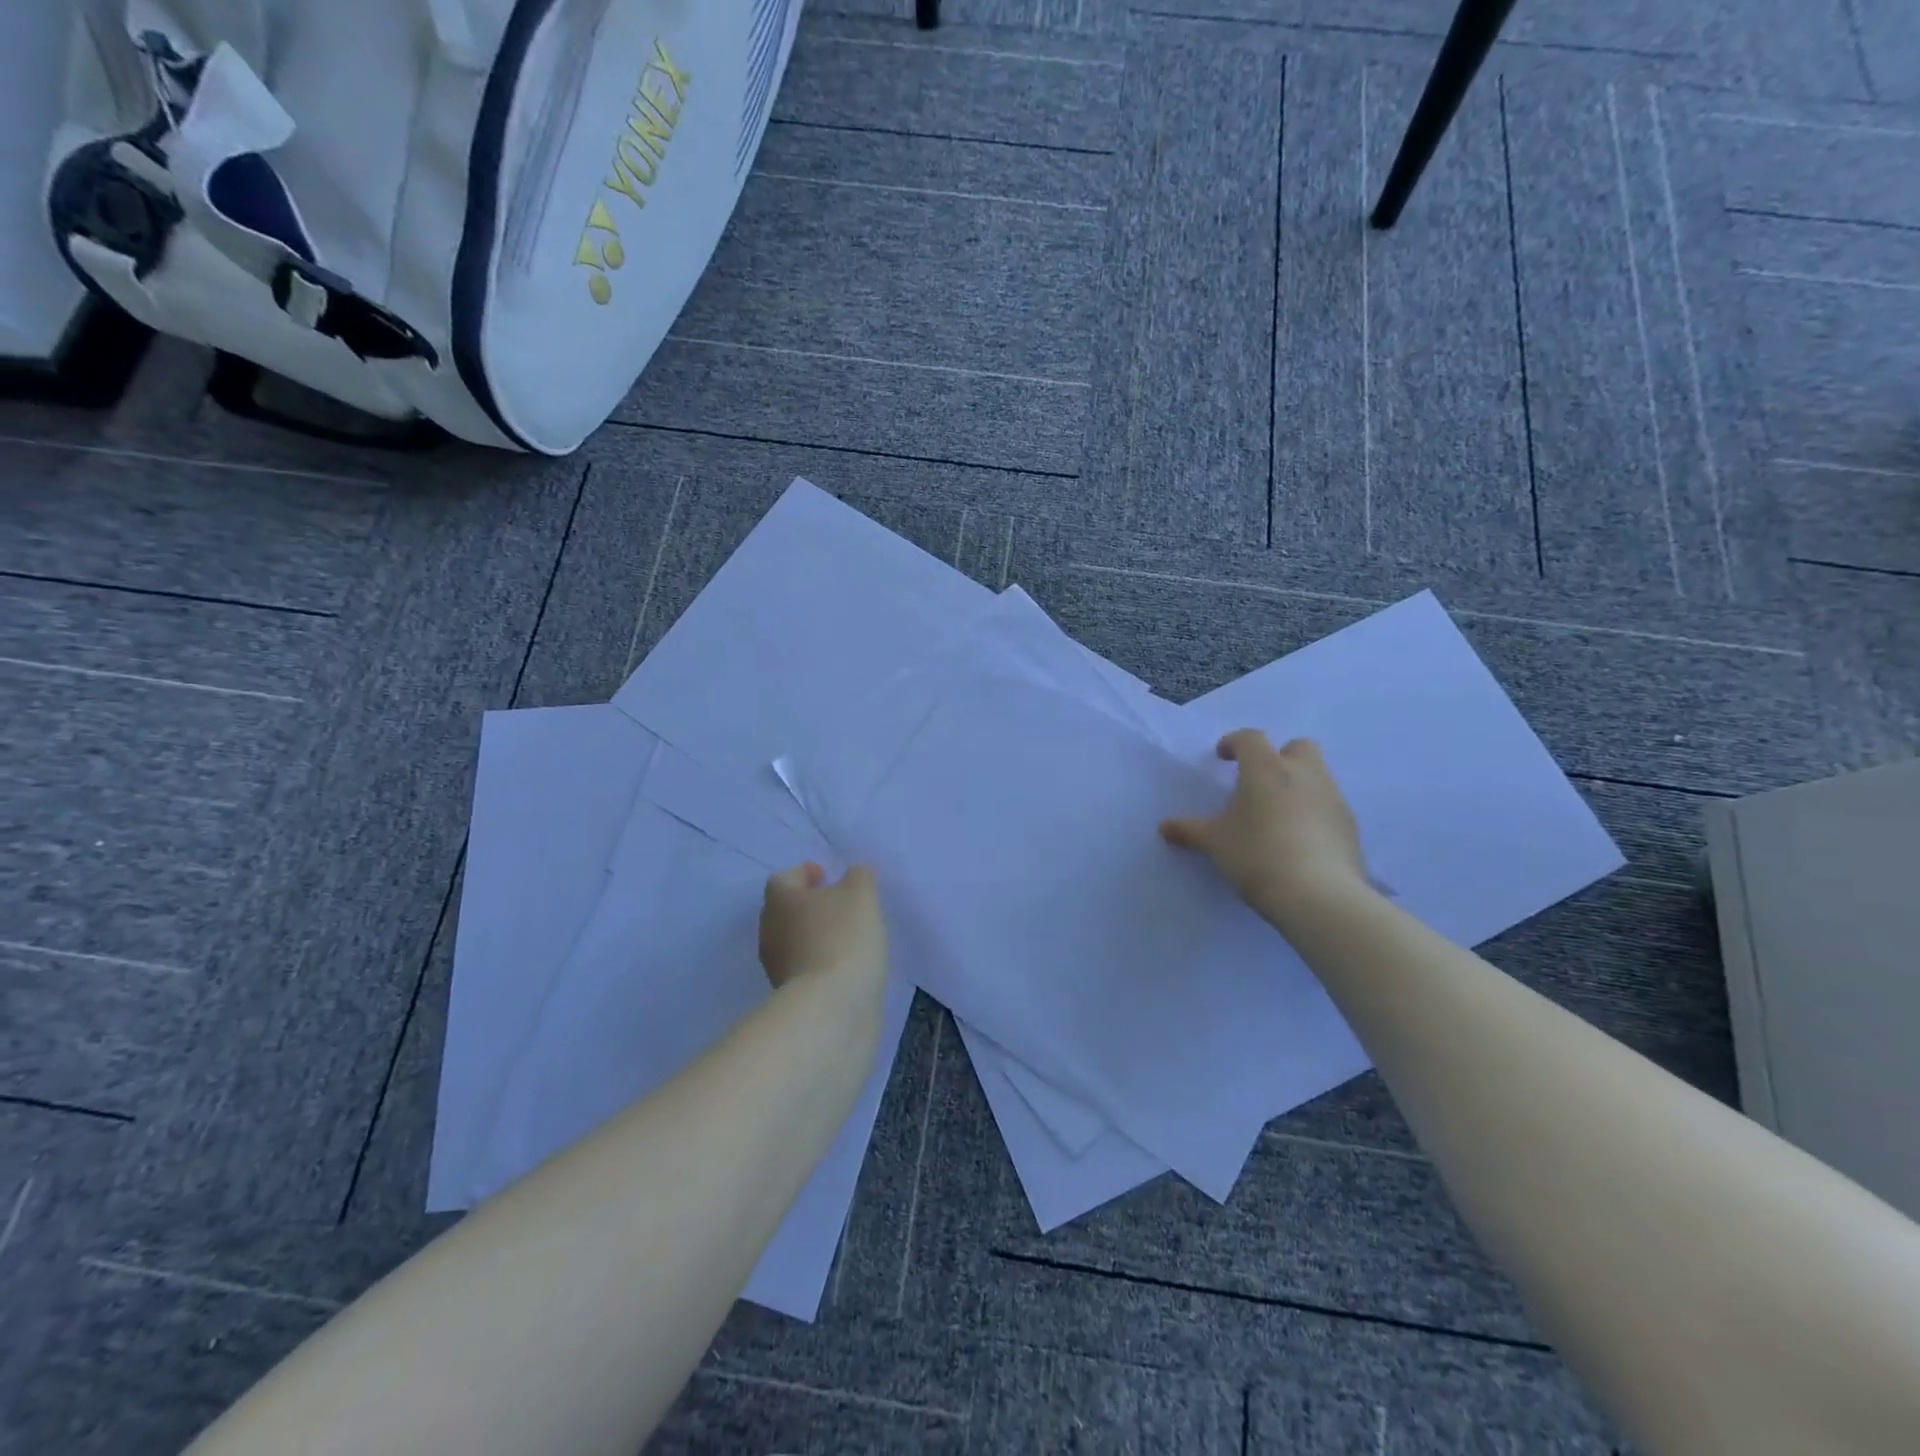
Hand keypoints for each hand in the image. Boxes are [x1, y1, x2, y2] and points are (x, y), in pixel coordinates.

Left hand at [758, 863, 887, 991]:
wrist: (831, 1007)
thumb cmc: (842, 938)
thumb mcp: (861, 895)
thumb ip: (859, 876)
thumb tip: (855, 874)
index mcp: (780, 900)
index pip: (784, 879)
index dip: (804, 874)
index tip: (827, 876)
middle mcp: (770, 930)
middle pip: (786, 910)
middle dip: (810, 905)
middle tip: (839, 905)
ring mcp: (776, 966)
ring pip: (794, 941)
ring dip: (815, 935)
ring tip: (847, 936)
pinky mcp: (790, 995)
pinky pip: (805, 967)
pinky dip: (821, 961)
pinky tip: (846, 964)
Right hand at [1160, 730, 1371, 930]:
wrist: (1319, 895)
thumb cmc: (1257, 855)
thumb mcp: (1214, 843)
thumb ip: (1189, 830)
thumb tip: (1164, 827)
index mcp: (1266, 768)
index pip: (1251, 738)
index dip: (1234, 743)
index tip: (1222, 757)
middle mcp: (1304, 773)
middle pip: (1297, 747)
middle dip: (1279, 756)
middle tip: (1259, 781)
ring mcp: (1333, 798)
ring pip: (1317, 775)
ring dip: (1298, 784)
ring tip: (1277, 815)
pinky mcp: (1350, 825)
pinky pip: (1329, 806)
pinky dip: (1313, 812)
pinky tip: (1299, 840)